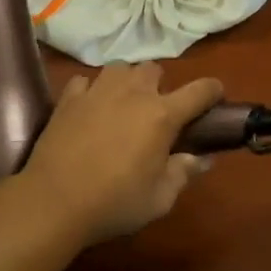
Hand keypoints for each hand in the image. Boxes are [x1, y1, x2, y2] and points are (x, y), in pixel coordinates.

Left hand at [21, 63, 224, 244]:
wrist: (54, 202)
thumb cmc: (114, 202)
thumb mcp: (160, 198)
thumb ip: (183, 173)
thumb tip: (202, 159)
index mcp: (162, 115)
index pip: (199, 90)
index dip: (213, 91)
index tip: (216, 98)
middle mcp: (132, 93)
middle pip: (155, 69)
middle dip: (160, 86)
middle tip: (157, 112)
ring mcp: (97, 91)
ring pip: (120, 68)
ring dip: (127, 81)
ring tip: (123, 103)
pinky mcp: (68, 99)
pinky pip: (85, 81)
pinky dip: (91, 90)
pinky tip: (90, 108)